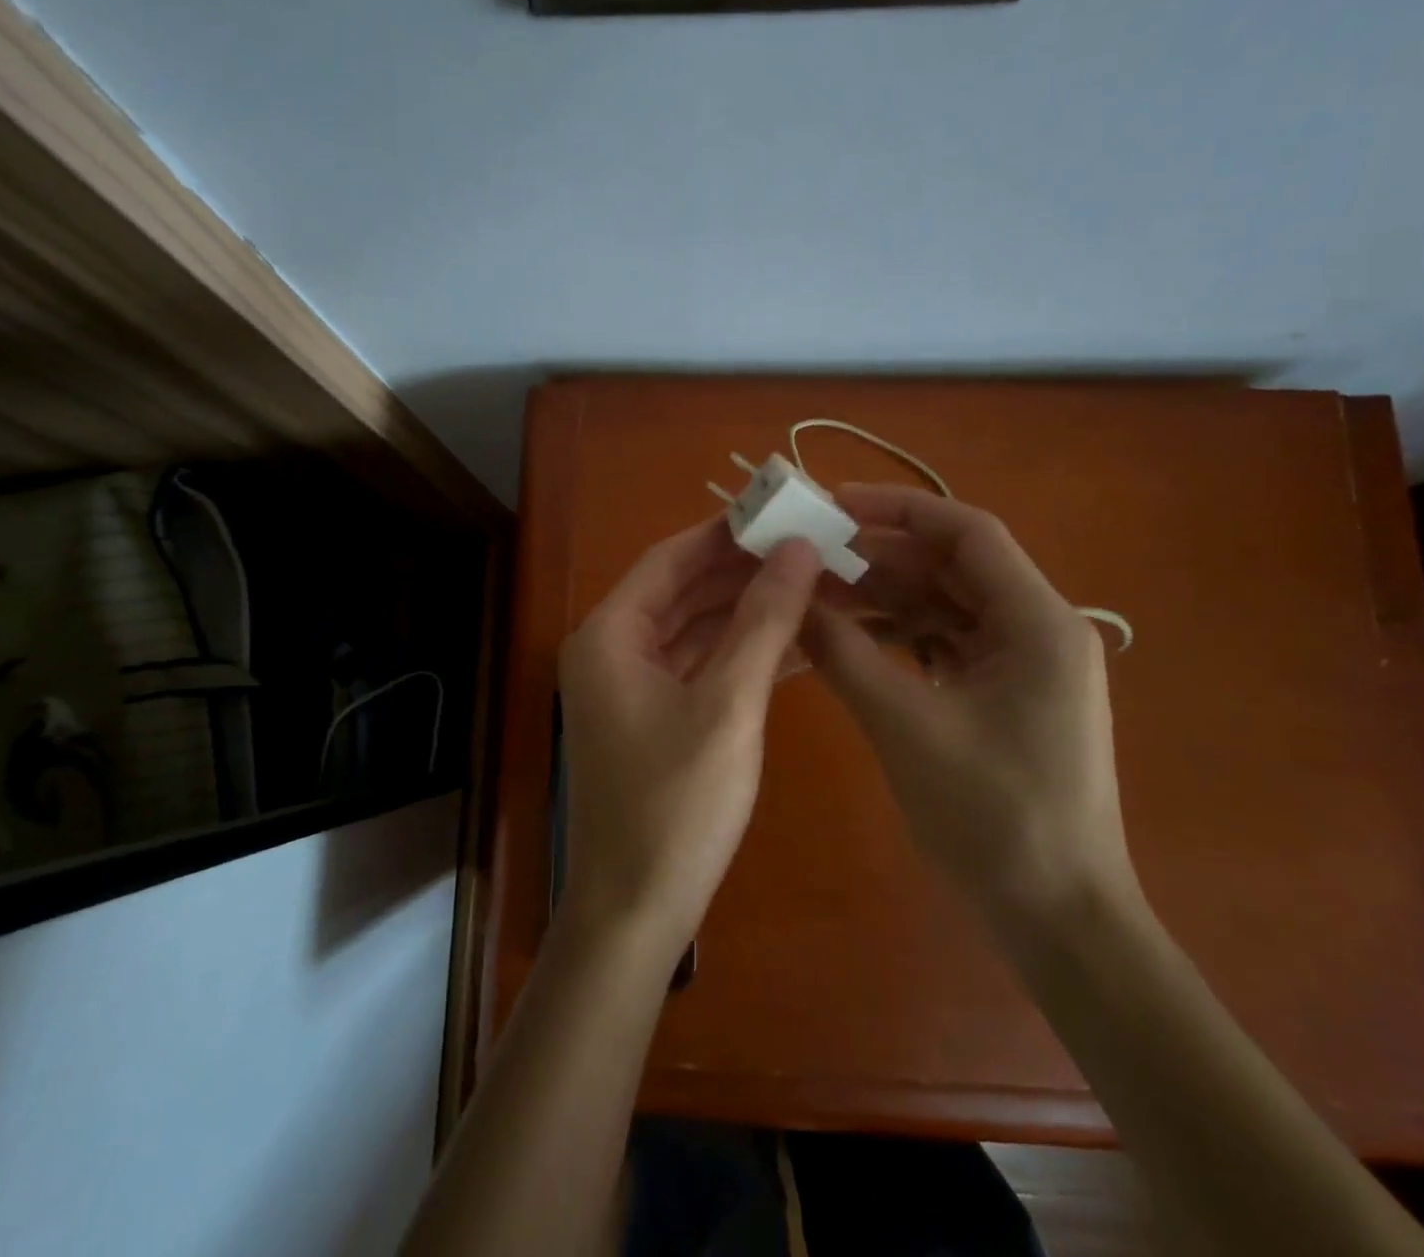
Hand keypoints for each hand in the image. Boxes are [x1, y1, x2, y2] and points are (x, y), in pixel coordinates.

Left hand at [557, 521, 821, 958]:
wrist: (636, 912)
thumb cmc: (676, 806)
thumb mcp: (728, 705)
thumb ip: (763, 623)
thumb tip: (797, 550)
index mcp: (610, 635)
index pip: (670, 560)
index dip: (724, 533)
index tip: (780, 512)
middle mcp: (611, 650)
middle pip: (682, 591)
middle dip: (743, 571)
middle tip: (808, 547)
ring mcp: (630, 686)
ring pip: (694, 629)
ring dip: (747, 612)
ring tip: (813, 585)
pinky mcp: (652, 717)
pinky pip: (698, 667)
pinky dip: (739, 653)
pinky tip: (795, 642)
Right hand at [804, 486, 1135, 927]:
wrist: (1056, 918)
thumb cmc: (992, 816)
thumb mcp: (905, 725)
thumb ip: (845, 653)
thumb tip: (792, 599)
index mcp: (1037, 622)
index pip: (967, 533)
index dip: (899, 509)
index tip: (834, 504)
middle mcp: (1039, 629)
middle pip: (952, 567)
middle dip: (880, 556)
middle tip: (810, 554)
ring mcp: (1025, 664)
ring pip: (946, 605)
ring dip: (885, 597)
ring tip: (818, 593)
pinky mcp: (1007, 694)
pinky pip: (947, 643)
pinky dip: (900, 636)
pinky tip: (851, 637)